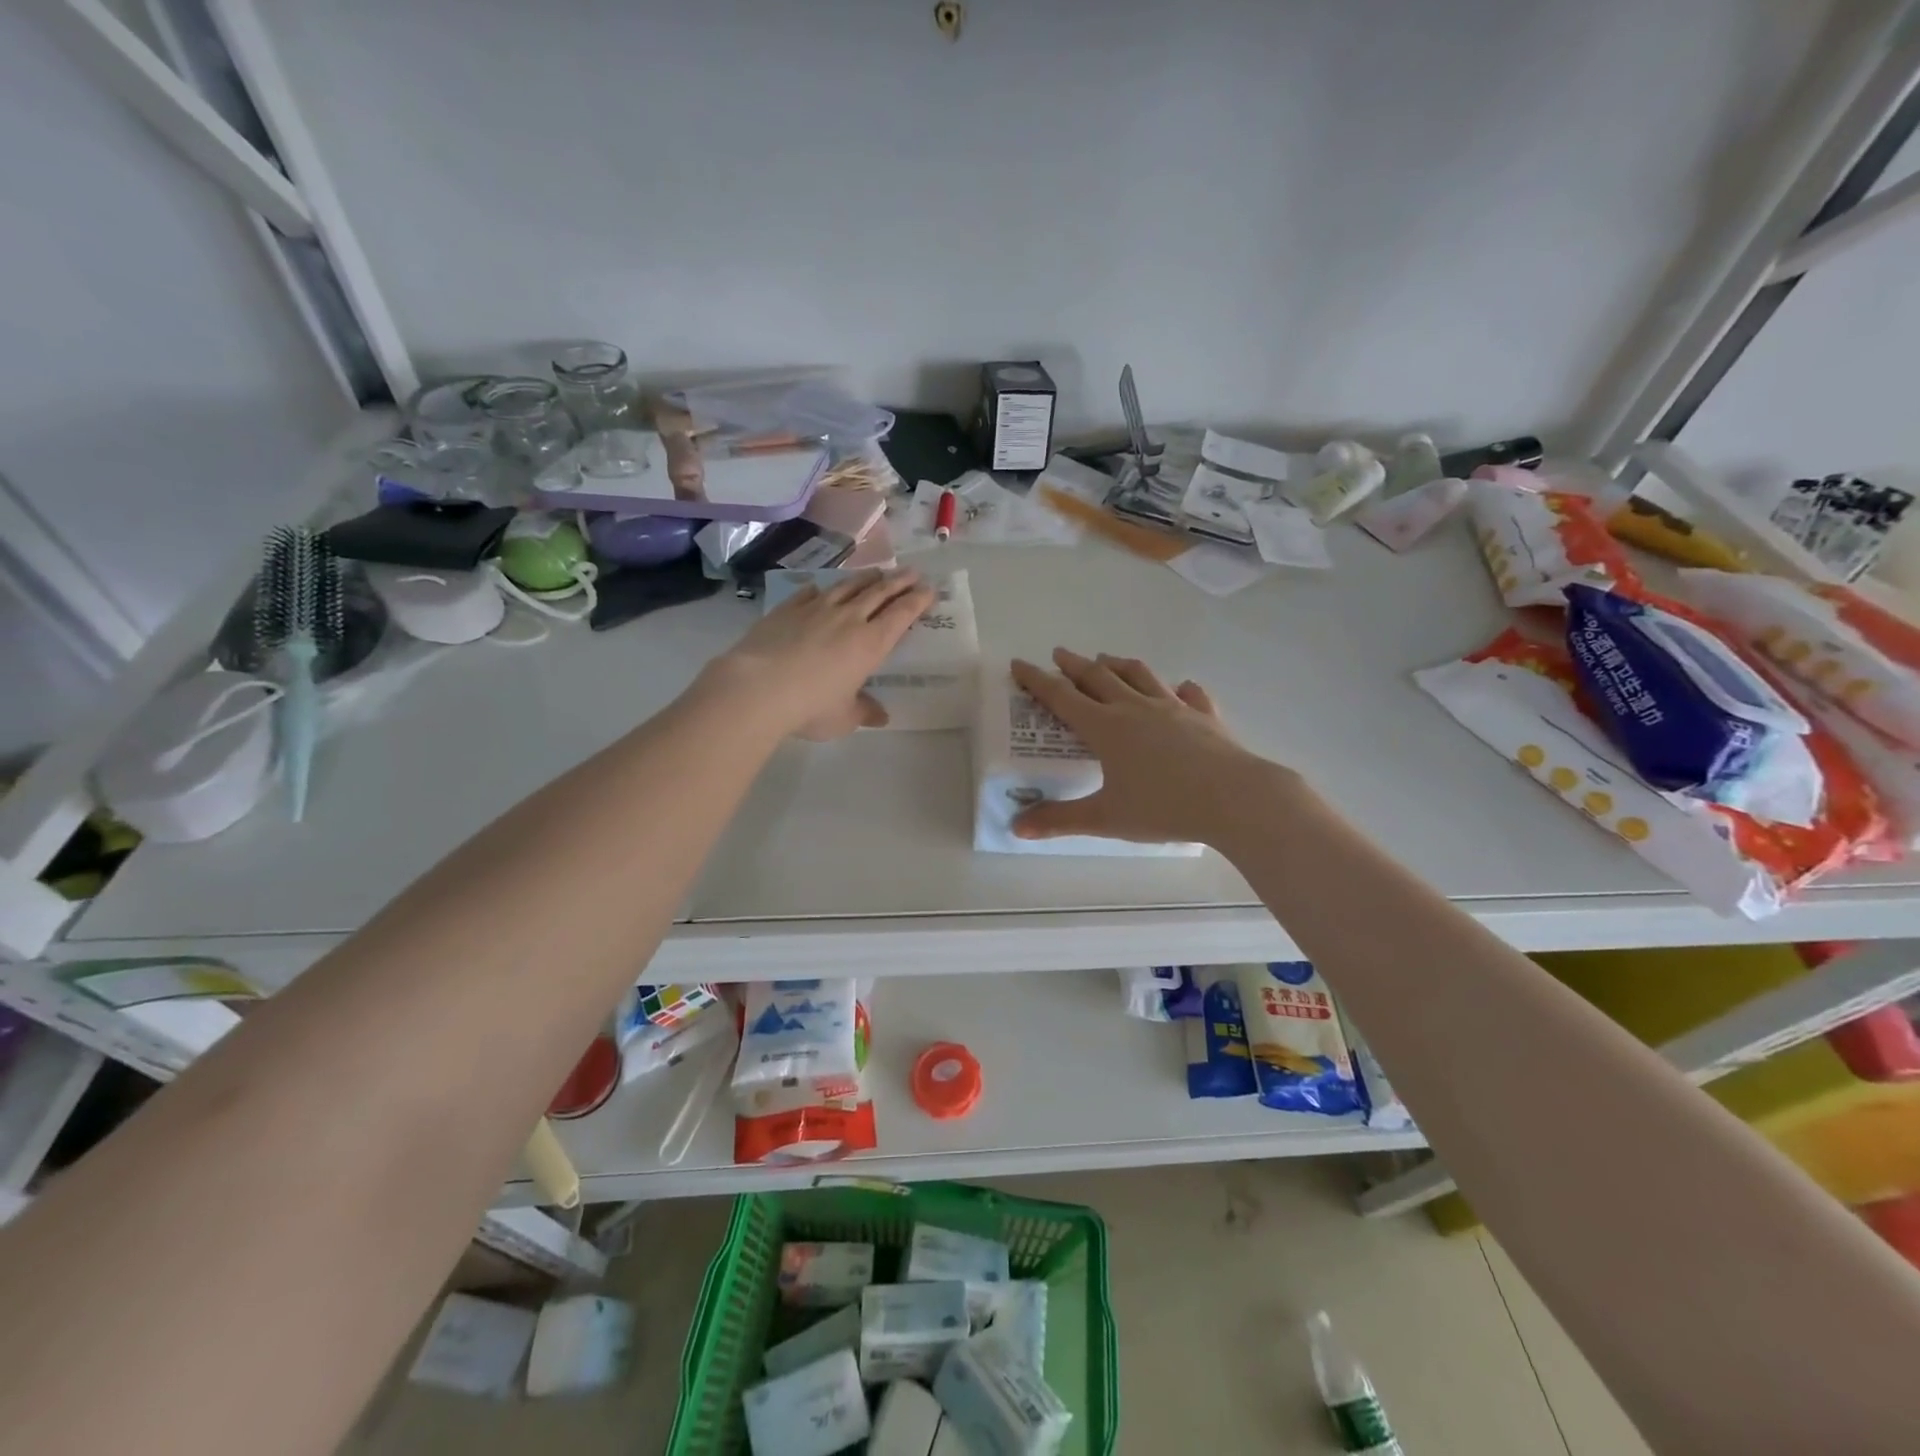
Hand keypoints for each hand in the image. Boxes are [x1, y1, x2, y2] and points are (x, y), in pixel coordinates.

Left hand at [698, 570, 936, 740]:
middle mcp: (848, 618)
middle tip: (913, 572)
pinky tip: (823, 587)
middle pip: (879, 592)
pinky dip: (824, 588)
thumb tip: (881, 716)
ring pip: (848, 586)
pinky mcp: (787, 608)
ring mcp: (816, 609)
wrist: (758, 688)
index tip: (929, 590)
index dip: (917, 600)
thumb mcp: (844, 718)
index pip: (901, 614)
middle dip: (899, 581)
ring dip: (866, 578)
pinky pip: (811, 593)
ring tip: (877, 573)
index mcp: (870, 643)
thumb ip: (864, 712)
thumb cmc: (810, 707)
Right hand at [1010, 649, 1276, 845]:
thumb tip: (1017, 828)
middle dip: (1075, 665)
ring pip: (1140, 676)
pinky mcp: (1205, 717)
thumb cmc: (1164, 807)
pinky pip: (1190, 696)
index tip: (1019, 664)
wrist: (1235, 799)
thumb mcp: (1106, 818)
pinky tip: (1182, 688)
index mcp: (1106, 728)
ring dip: (1119, 665)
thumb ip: (1060, 820)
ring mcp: (1174, 709)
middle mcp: (1136, 709)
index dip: (1037, 680)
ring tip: (1106, 659)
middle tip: (1060, 654)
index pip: (1062, 697)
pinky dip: (1181, 689)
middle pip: (1099, 678)